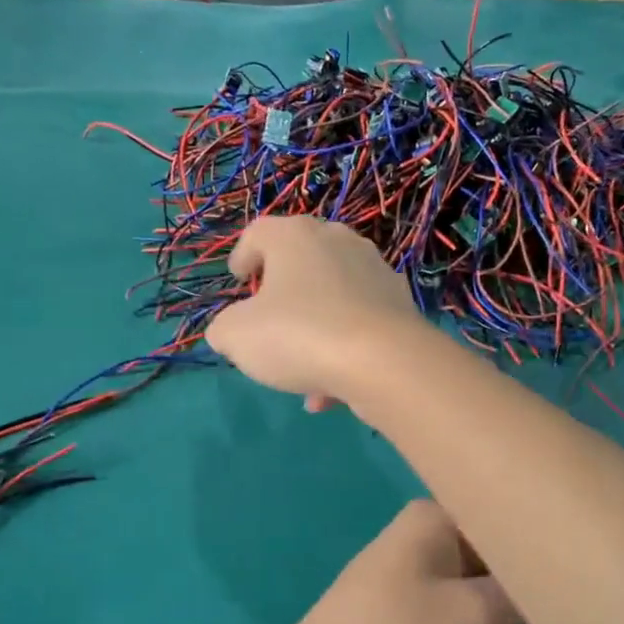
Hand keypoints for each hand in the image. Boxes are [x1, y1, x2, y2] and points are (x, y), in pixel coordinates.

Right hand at [206, 217, 427, 413]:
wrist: (384, 362)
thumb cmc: (299, 335)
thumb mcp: (237, 336)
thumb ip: (224, 329)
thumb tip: (229, 331)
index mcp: (295, 236)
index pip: (259, 232)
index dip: (242, 255)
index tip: (238, 281)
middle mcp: (338, 242)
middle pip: (301, 260)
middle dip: (282, 290)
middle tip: (268, 319)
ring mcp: (375, 271)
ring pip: (332, 298)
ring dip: (313, 329)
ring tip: (300, 372)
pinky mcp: (400, 304)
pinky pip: (359, 324)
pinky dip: (342, 350)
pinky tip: (330, 391)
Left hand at [253, 500, 565, 623]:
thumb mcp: (475, 616)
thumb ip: (526, 595)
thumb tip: (562, 584)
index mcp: (438, 520)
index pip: (513, 525)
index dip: (555, 558)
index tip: (596, 592)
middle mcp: (430, 544)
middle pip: (506, 568)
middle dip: (546, 611)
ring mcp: (420, 588)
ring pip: (492, 605)